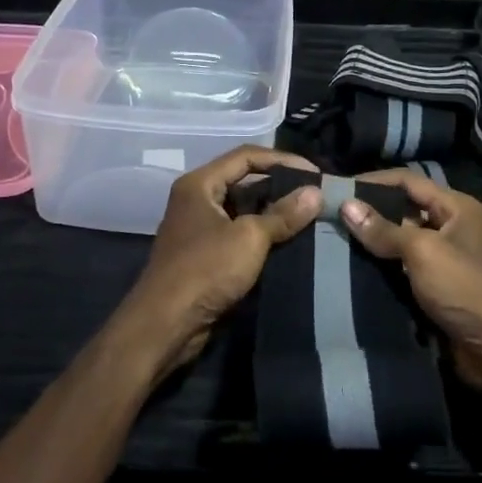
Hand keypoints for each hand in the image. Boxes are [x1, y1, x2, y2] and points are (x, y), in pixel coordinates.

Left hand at [118, 147, 321, 376]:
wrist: (165, 325)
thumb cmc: (205, 270)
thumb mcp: (249, 238)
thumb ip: (283, 214)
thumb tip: (316, 193)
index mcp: (200, 184)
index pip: (246, 156)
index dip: (282, 160)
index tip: (314, 173)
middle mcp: (197, 199)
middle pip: (244, 181)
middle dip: (280, 186)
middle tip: (316, 195)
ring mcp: (200, 228)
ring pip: (243, 210)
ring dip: (274, 212)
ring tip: (310, 216)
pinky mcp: (205, 255)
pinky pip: (239, 234)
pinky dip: (263, 235)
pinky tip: (290, 241)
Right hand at [340, 171, 481, 387]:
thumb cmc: (464, 288)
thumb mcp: (423, 252)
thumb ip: (384, 230)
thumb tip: (346, 205)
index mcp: (456, 207)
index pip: (408, 181)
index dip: (373, 181)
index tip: (339, 189)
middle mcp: (452, 226)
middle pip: (404, 208)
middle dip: (370, 210)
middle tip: (332, 214)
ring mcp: (445, 257)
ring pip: (401, 239)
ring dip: (374, 240)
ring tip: (335, 238)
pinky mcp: (437, 285)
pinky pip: (403, 266)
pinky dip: (382, 265)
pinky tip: (354, 266)